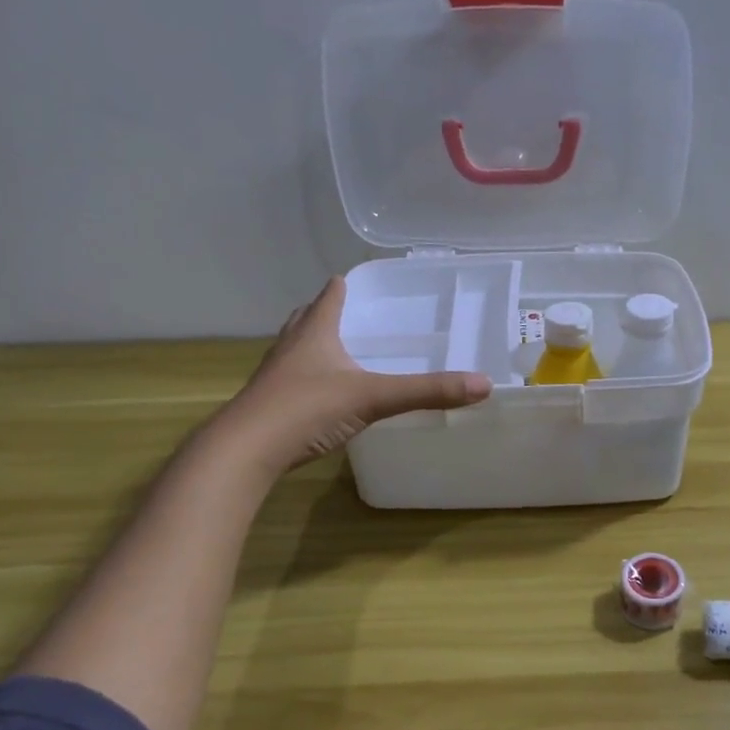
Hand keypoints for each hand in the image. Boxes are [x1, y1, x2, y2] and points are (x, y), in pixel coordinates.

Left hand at [214, 277, 491, 476]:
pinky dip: (306, 379)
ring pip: (294, 349)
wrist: (245, 450)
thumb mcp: (373, 398)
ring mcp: (274, 376)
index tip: (352, 280)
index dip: (342, 286)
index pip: (329, 297)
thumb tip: (483, 385)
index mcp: (314, 332)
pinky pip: (290, 381)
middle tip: (347, 313)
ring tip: (334, 350)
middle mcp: (290, 346)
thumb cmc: (307, 409)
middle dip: (324, 313)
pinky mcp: (267, 405)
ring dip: (312, 345)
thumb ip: (426, 392)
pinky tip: (319, 395)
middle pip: (306, 319)